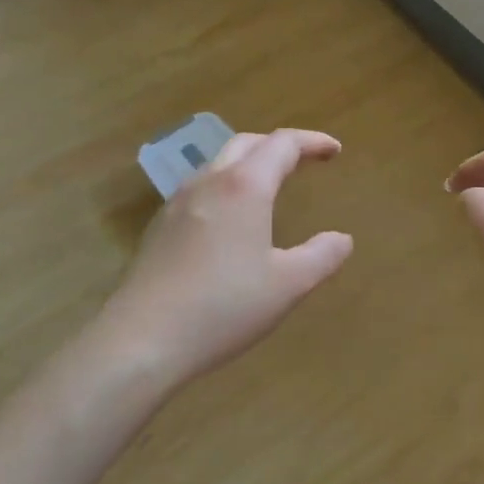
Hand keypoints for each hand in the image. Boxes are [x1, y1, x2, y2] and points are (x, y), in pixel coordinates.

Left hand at [90, 129, 353, 386]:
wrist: (141, 341)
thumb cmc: (223, 307)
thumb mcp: (288, 285)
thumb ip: (321, 256)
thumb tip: (342, 238)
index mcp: (244, 187)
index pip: (282, 145)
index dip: (312, 142)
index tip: (335, 151)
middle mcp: (209, 183)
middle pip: (247, 144)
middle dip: (279, 146)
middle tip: (305, 161)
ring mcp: (177, 203)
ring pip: (218, 164)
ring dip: (249, 163)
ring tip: (270, 185)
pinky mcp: (159, 227)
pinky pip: (200, 188)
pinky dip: (227, 186)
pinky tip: (231, 219)